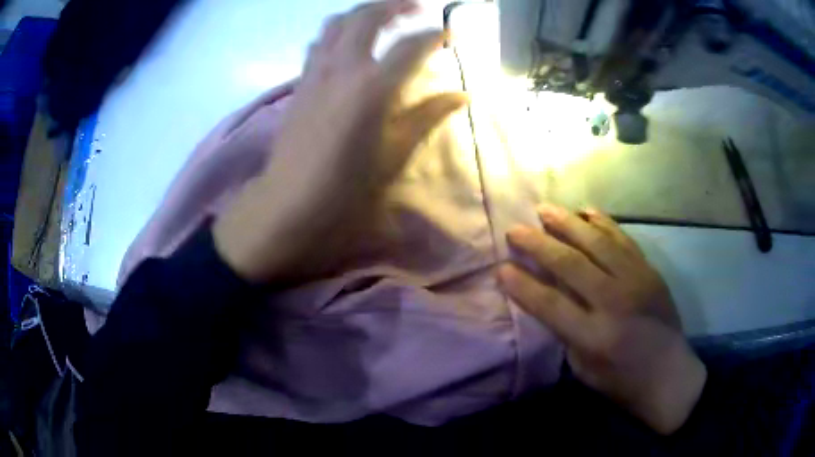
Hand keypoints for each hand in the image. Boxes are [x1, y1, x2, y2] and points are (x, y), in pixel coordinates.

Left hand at [214, 0, 467, 282]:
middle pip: (368, 16)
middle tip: (417, 8)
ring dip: (364, 12)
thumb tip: (461, 96)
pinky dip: (340, 31)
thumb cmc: (347, 186)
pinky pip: (321, 41)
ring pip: (338, 22)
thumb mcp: (396, 153)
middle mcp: (343, 67)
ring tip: (384, 18)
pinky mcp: (301, 81)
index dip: (433, 36)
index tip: (448, 34)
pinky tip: (350, 43)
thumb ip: (428, 116)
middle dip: (395, 5)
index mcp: (372, 87)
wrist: (289, 201)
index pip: (410, 46)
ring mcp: (317, 70)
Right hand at [499, 204, 705, 434]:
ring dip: (568, 223)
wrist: (668, 372)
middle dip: (538, 244)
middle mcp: (615, 302)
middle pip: (571, 264)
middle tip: (515, 229)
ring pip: (597, 242)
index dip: (523, 284)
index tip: (501, 267)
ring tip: (545, 209)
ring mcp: (636, 280)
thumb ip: (565, 329)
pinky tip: (586, 210)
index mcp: (594, 336)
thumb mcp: (583, 366)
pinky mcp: (649, 270)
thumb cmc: (620, 379)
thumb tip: (546, 293)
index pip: (550, 303)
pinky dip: (603, 222)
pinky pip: (623, 239)